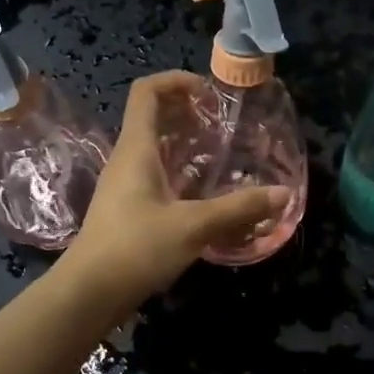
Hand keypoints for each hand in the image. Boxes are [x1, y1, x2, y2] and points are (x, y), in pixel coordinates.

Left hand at [61, 72, 289, 310]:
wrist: (89, 293)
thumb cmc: (136, 248)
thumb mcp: (193, 226)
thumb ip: (239, 208)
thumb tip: (284, 193)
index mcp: (137, 149)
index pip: (147, 92)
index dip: (176, 81)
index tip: (209, 92)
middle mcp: (128, 160)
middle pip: (154, 118)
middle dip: (188, 113)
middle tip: (223, 123)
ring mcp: (125, 186)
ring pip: (157, 150)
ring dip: (186, 145)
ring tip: (221, 153)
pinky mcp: (128, 210)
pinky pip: (157, 177)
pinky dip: (181, 174)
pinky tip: (205, 192)